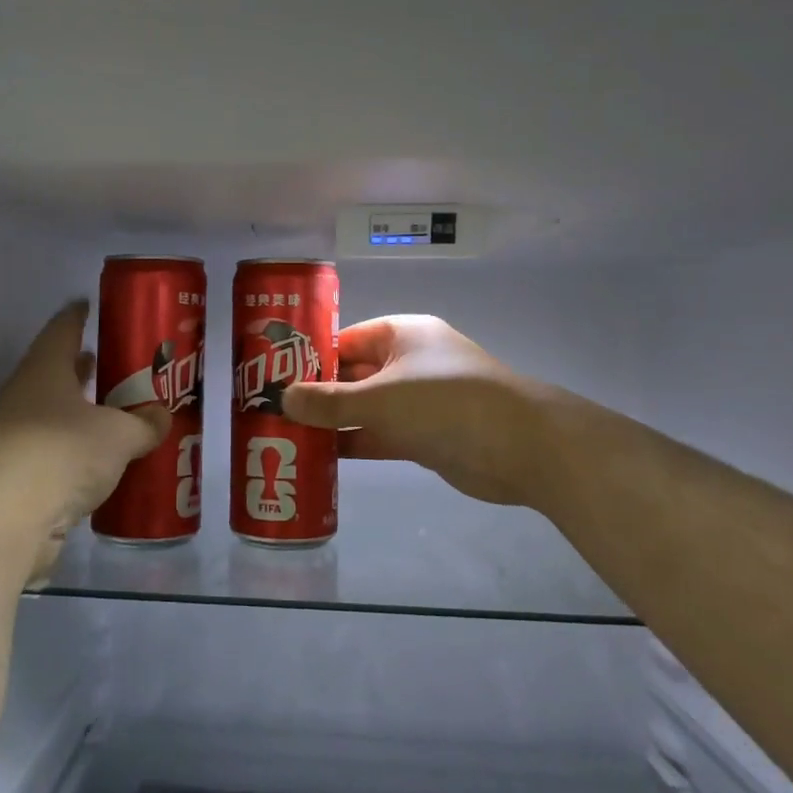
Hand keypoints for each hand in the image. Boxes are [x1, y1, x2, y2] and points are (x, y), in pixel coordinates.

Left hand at [0, 301, 169, 581]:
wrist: (5, 521)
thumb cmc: (62, 454)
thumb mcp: (119, 435)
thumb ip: (145, 423)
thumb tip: (161, 417)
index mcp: (45, 369)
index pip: (63, 328)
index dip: (80, 315)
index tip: (94, 306)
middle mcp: (25, 395)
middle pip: (58, 370)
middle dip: (88, 366)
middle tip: (123, 363)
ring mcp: (17, 434)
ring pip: (57, 411)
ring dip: (84, 409)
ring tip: (119, 408)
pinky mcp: (19, 472)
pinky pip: (56, 447)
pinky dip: (78, 446)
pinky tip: (104, 457)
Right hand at [282, 315, 539, 506]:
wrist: (522, 448)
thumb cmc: (446, 403)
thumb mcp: (380, 399)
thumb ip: (329, 402)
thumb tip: (282, 399)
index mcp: (401, 334)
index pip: (344, 338)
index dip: (309, 354)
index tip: (272, 374)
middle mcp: (407, 362)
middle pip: (352, 373)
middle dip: (316, 392)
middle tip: (270, 408)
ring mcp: (417, 400)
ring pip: (363, 407)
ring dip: (331, 421)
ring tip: (285, 434)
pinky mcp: (424, 435)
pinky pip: (379, 435)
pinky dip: (353, 444)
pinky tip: (319, 457)